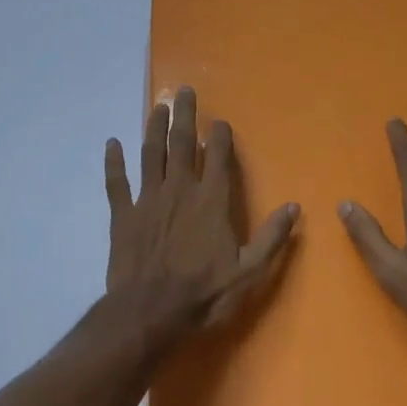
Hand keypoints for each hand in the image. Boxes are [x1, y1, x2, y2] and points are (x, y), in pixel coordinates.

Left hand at [104, 86, 299, 347]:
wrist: (149, 314)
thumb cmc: (203, 294)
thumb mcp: (249, 272)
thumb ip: (272, 238)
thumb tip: (294, 207)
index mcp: (212, 200)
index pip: (218, 157)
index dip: (220, 136)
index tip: (220, 121)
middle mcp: (180, 189)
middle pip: (182, 143)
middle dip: (185, 115)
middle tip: (183, 91)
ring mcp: (148, 199)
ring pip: (151, 154)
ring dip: (153, 128)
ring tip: (157, 107)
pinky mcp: (123, 215)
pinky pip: (117, 182)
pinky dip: (113, 162)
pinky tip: (112, 143)